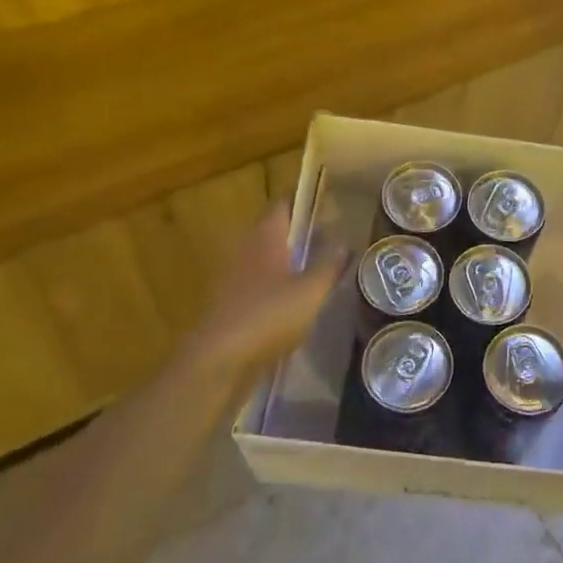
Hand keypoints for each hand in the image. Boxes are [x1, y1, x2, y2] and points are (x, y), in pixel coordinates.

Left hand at [186, 206, 345, 381]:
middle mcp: (248, 250)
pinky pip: (261, 284)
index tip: (329, 201)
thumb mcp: (310, 291)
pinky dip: (280, 286)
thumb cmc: (267, 316)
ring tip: (322, 268)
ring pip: (269, 258)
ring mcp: (236, 278)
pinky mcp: (232, 304)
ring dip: (292, 260)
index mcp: (266, 237)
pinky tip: (299, 301)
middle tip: (334, 236)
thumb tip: (345, 241)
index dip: (305, 200)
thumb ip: (329, 265)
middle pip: (276, 231)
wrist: (218, 362)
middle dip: (302, 232)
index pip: (284, 204)